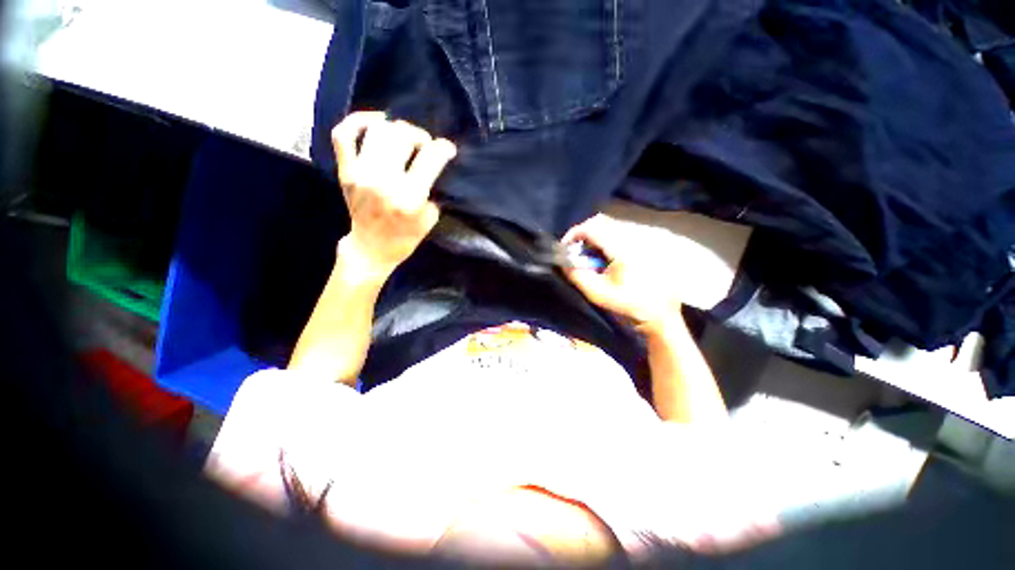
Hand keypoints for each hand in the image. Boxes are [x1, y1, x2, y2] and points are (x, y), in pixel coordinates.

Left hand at [332, 112, 456, 276]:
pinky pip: (344, 134)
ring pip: (378, 131)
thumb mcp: (430, 219)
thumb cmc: (405, 237)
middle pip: (402, 136)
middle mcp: (383, 181)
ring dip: (397, 129)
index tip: (448, 149)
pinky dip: (359, 120)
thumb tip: (434, 164)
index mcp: (409, 197)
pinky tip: (377, 121)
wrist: (371, 248)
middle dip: (420, 136)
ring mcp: (360, 173)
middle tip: (425, 145)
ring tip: (405, 138)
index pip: (430, 158)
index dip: (443, 148)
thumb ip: (433, 190)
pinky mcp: (345, 171)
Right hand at [562, 214, 682, 330]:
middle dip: (584, 234)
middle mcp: (635, 236)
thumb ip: (578, 276)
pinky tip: (607, 257)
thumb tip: (563, 262)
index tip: (566, 247)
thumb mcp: (598, 294)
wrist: (661, 313)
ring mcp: (644, 237)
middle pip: (602, 222)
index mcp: (624, 248)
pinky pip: (622, 230)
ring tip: (591, 256)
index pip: (593, 227)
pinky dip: (607, 238)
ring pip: (612, 225)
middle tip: (576, 251)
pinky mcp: (648, 241)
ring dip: (596, 236)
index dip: (574, 233)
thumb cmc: (629, 304)